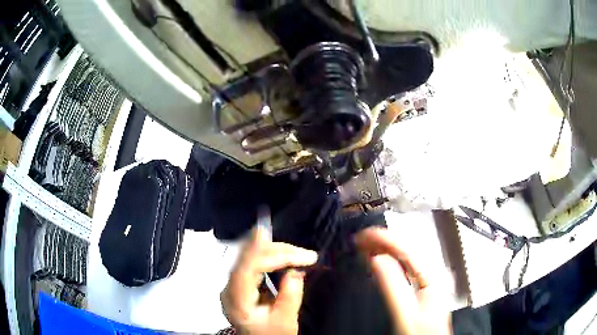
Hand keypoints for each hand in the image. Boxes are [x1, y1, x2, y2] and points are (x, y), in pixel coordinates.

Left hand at [221, 226, 317, 333]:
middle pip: (248, 257)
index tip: (302, 256)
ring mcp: (233, 283)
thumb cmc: (271, 334)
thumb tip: (294, 270)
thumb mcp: (285, 321)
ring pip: (250, 255)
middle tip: (306, 255)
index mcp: (236, 300)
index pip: (249, 267)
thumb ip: (290, 296)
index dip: (276, 256)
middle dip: (279, 251)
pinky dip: (271, 256)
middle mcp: (229, 287)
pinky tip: (283, 253)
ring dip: (276, 251)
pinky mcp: (240, 282)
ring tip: (299, 253)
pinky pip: (253, 261)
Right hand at [355, 227, 451, 334]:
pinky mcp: (423, 285)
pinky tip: (381, 258)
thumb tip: (377, 259)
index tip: (365, 235)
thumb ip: (393, 286)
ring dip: (386, 248)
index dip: (385, 238)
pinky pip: (406, 265)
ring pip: (406, 255)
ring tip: (367, 244)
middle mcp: (434, 272)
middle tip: (361, 239)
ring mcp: (429, 278)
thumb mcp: (406, 312)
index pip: (408, 249)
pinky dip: (391, 259)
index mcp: (433, 275)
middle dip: (383, 241)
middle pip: (408, 248)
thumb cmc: (421, 332)